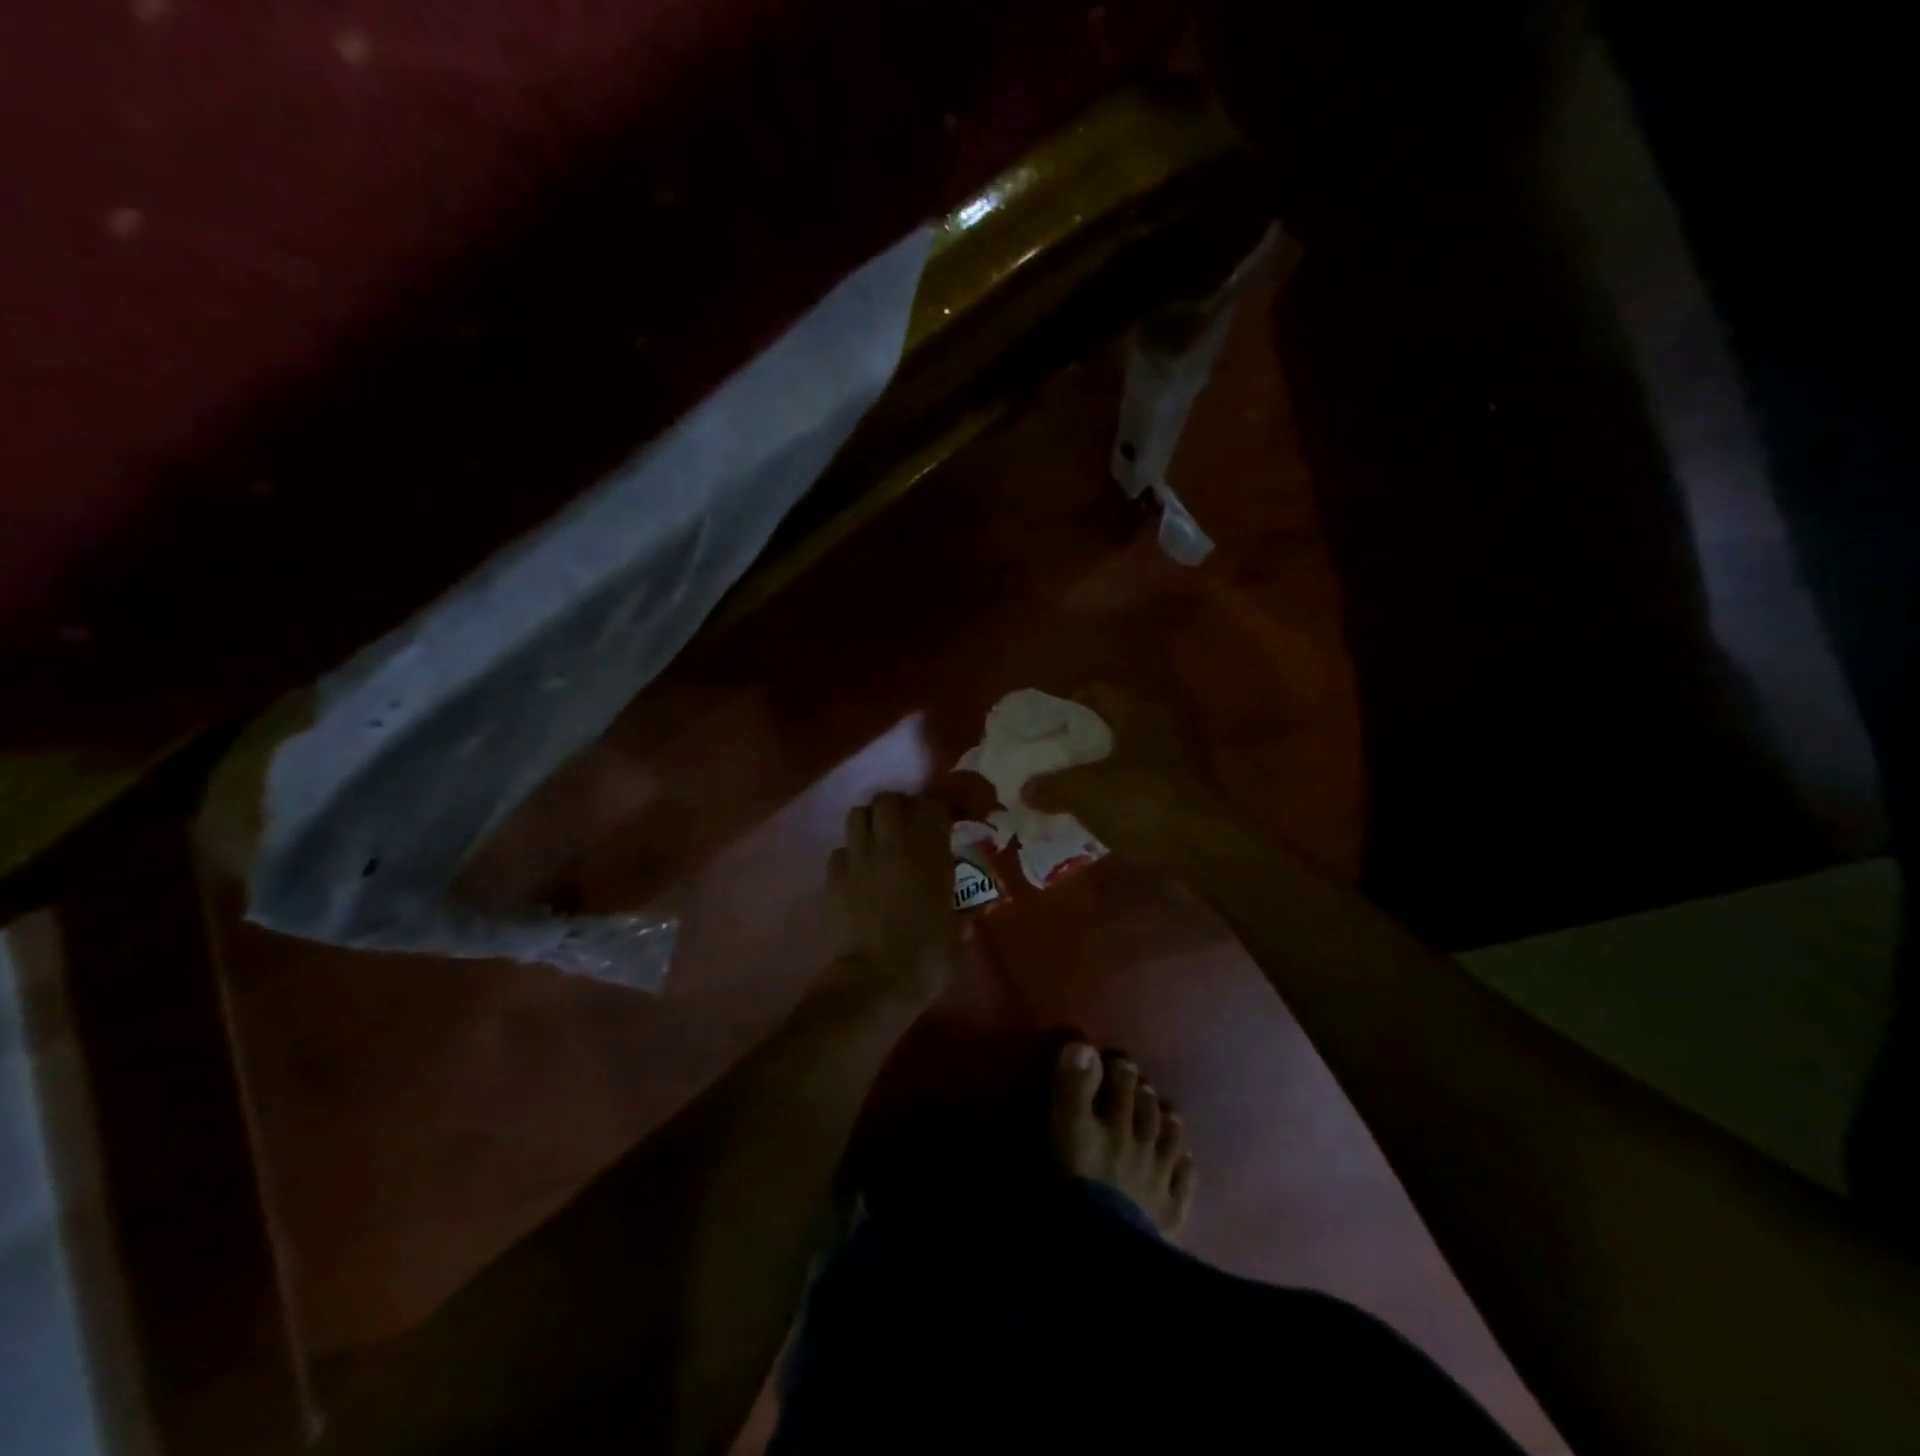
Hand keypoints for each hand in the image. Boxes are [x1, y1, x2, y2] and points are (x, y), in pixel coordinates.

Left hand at [828, 792, 962, 1008]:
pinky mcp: (834, 878)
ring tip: (877, 841)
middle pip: (888, 800)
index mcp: (930, 854)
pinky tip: (856, 873)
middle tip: (905, 826)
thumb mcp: (957, 936)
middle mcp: (893, 846)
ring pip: (857, 815)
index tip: (944, 822)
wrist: (877, 980)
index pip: (933, 806)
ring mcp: (859, 859)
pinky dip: (848, 856)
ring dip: (869, 823)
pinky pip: (838, 851)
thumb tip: (966, 917)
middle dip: (897, 807)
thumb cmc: (927, 958)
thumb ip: (961, 918)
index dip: (939, 810)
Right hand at [1025, 686, 1235, 866]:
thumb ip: (1051, 786)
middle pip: (1114, 724)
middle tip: (1055, 757)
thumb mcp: (1083, 792)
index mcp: (1138, 712)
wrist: (1202, 846)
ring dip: (1104, 769)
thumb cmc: (1139, 801)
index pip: (1099, 691)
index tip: (1048, 725)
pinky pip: (1144, 784)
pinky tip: (1102, 812)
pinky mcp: (1186, 792)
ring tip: (1073, 787)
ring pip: (1130, 756)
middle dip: (1084, 740)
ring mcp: (1179, 760)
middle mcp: (1162, 727)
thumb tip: (1027, 789)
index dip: (1070, 703)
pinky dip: (1122, 792)